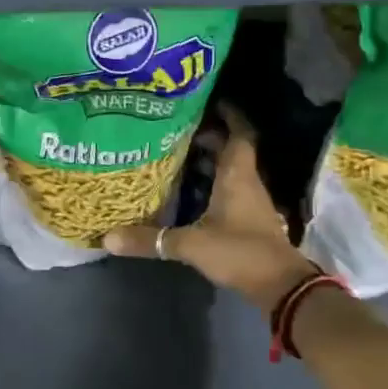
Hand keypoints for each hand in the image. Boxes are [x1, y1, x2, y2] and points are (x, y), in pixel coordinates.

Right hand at [103, 107, 320, 313]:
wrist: (280, 286)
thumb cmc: (239, 251)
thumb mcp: (191, 244)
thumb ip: (151, 240)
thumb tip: (107, 238)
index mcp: (237, 176)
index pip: (239, 133)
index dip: (228, 115)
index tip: (208, 102)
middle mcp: (246, 182)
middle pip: (232, 150)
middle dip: (209, 137)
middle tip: (178, 130)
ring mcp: (251, 202)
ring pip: (231, 171)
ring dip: (211, 162)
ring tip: (178, 156)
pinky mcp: (250, 220)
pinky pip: (231, 191)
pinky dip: (213, 185)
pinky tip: (192, 193)